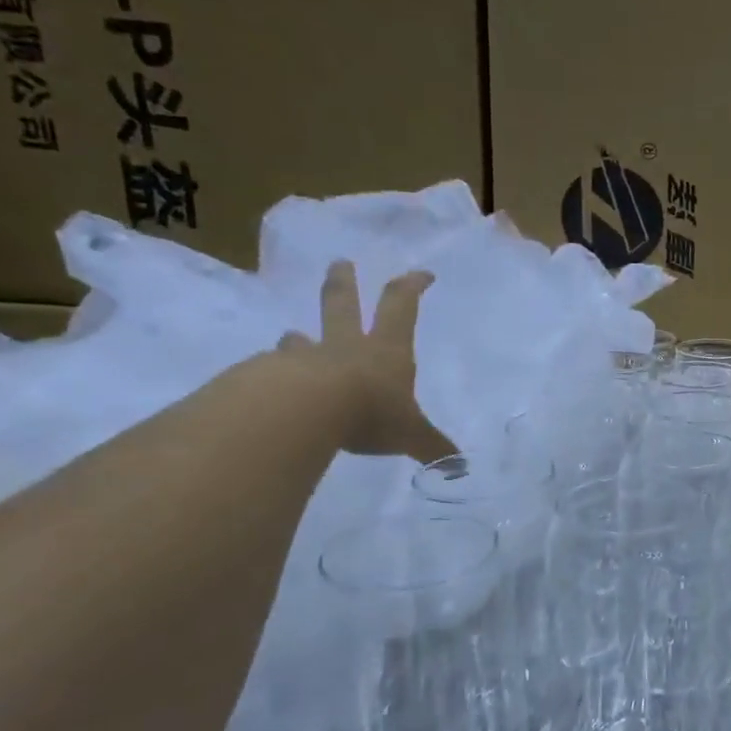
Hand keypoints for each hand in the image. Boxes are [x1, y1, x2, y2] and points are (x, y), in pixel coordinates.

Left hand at [279, 261, 455, 462]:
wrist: (302, 411)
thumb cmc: (369, 412)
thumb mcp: (410, 433)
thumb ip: (432, 447)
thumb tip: (460, 468)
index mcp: (386, 350)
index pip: (402, 306)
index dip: (412, 287)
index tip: (422, 273)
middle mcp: (345, 346)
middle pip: (342, 304)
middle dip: (344, 282)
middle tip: (339, 263)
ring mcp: (304, 359)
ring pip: (301, 340)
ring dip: (299, 338)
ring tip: (292, 336)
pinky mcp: (270, 377)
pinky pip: (273, 372)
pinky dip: (275, 375)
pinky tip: (271, 389)